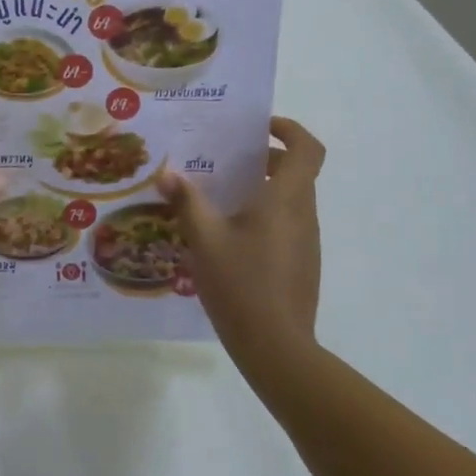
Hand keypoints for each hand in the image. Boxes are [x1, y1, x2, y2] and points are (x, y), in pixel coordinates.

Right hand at [159, 117, 326, 372]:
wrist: (276, 347)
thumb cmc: (240, 283)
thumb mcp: (204, 239)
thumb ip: (187, 202)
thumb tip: (168, 174)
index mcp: (286, 199)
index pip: (307, 149)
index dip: (289, 130)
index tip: (260, 128)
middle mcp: (303, 214)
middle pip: (298, 172)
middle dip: (266, 160)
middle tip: (227, 160)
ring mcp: (307, 242)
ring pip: (291, 200)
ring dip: (264, 189)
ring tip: (221, 198)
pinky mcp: (302, 264)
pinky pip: (287, 225)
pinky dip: (265, 216)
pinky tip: (231, 237)